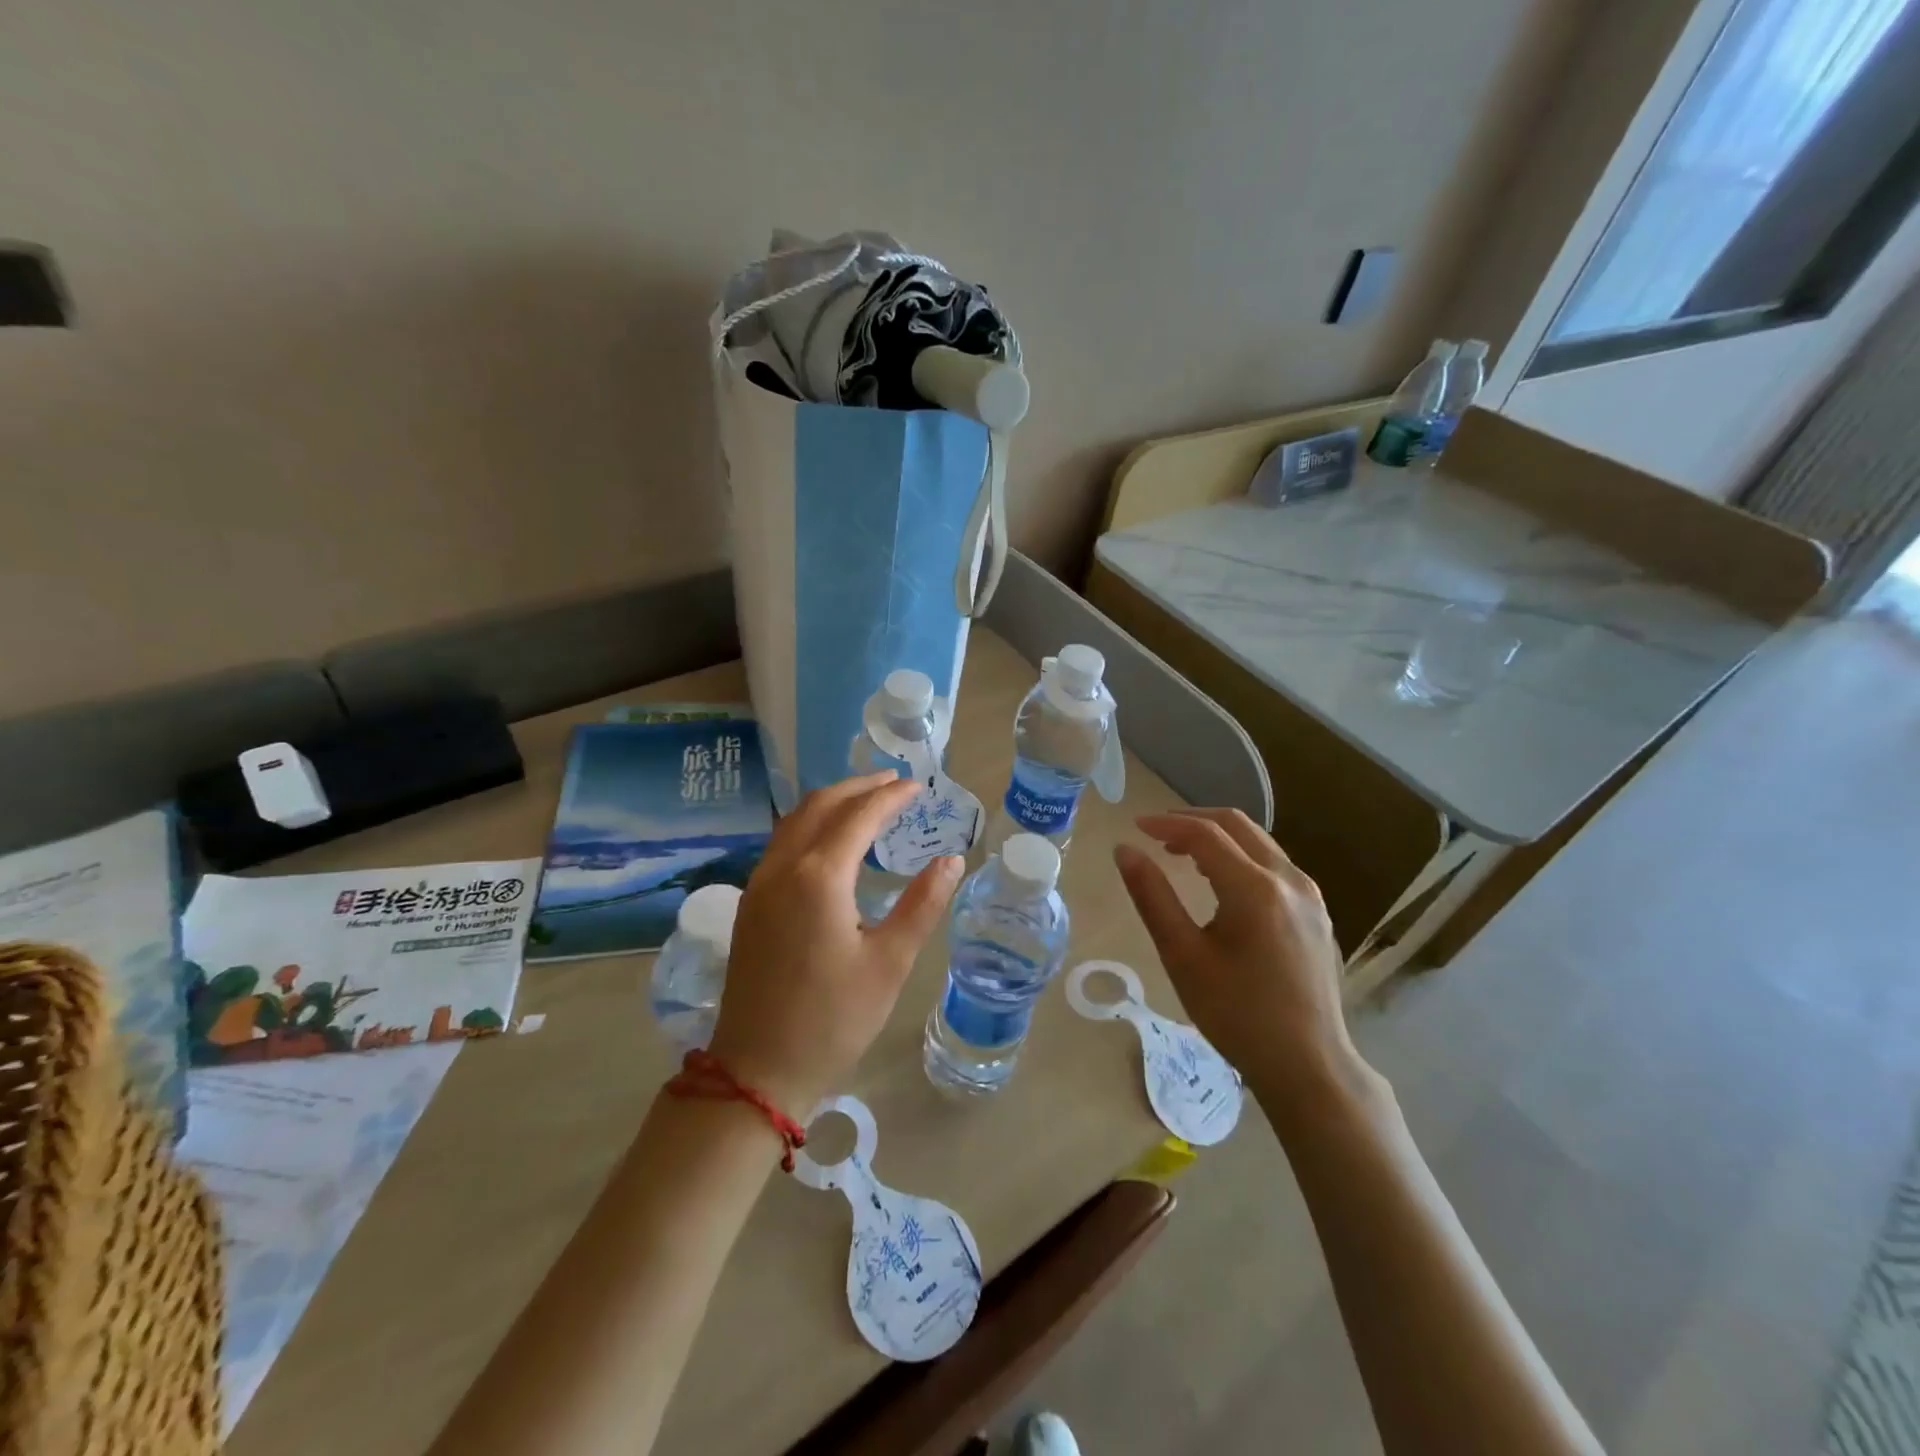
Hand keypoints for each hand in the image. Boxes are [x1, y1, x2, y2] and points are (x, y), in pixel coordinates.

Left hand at [709, 772, 963, 1117]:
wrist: (757, 1070)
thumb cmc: (833, 1019)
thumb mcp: (890, 963)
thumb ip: (922, 904)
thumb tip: (952, 861)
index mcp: (819, 877)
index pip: (859, 816)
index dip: (891, 796)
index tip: (919, 786)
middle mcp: (782, 868)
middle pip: (820, 806)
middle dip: (858, 787)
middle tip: (894, 782)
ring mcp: (759, 884)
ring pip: (794, 821)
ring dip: (831, 802)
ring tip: (865, 800)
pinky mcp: (749, 904)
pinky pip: (781, 843)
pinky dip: (810, 825)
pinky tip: (830, 840)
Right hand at [1113, 809, 1367, 1108]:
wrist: (1309, 1066)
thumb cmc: (1237, 1014)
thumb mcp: (1182, 956)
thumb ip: (1152, 897)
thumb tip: (1125, 850)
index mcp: (1255, 889)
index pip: (1205, 834)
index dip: (1166, 824)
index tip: (1135, 827)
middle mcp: (1289, 880)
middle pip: (1237, 826)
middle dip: (1193, 821)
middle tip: (1156, 834)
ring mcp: (1310, 895)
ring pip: (1259, 843)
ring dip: (1218, 838)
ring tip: (1181, 855)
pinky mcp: (1317, 912)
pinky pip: (1274, 865)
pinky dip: (1241, 857)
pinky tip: (1221, 883)